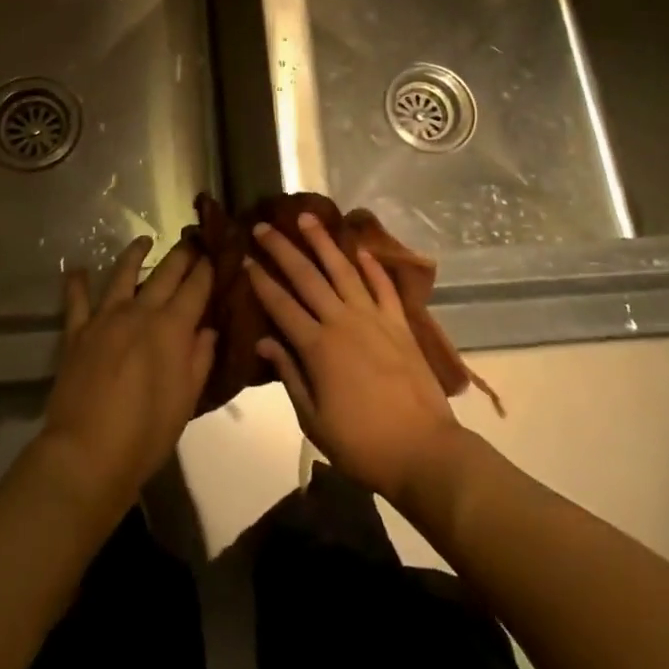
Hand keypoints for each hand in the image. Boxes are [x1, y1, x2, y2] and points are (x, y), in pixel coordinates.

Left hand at [35, 237, 216, 519]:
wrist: (88, 453)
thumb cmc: (146, 433)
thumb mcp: (186, 400)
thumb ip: (199, 359)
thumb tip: (207, 328)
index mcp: (172, 327)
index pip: (196, 287)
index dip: (208, 268)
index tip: (216, 253)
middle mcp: (140, 312)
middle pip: (165, 272)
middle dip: (182, 254)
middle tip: (192, 241)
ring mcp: (105, 318)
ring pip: (122, 274)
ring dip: (136, 253)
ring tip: (144, 240)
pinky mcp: (77, 332)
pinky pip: (76, 300)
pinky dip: (76, 282)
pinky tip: (76, 269)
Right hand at [249, 214, 464, 507]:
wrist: (424, 450)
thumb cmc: (362, 443)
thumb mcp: (313, 419)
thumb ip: (289, 375)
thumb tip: (263, 341)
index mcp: (317, 347)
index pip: (281, 304)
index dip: (261, 280)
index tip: (245, 259)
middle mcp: (342, 322)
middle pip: (307, 277)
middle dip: (283, 250)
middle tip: (264, 227)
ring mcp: (374, 319)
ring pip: (343, 270)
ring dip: (323, 242)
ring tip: (307, 218)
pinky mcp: (400, 324)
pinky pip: (383, 286)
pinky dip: (371, 266)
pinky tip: (359, 249)